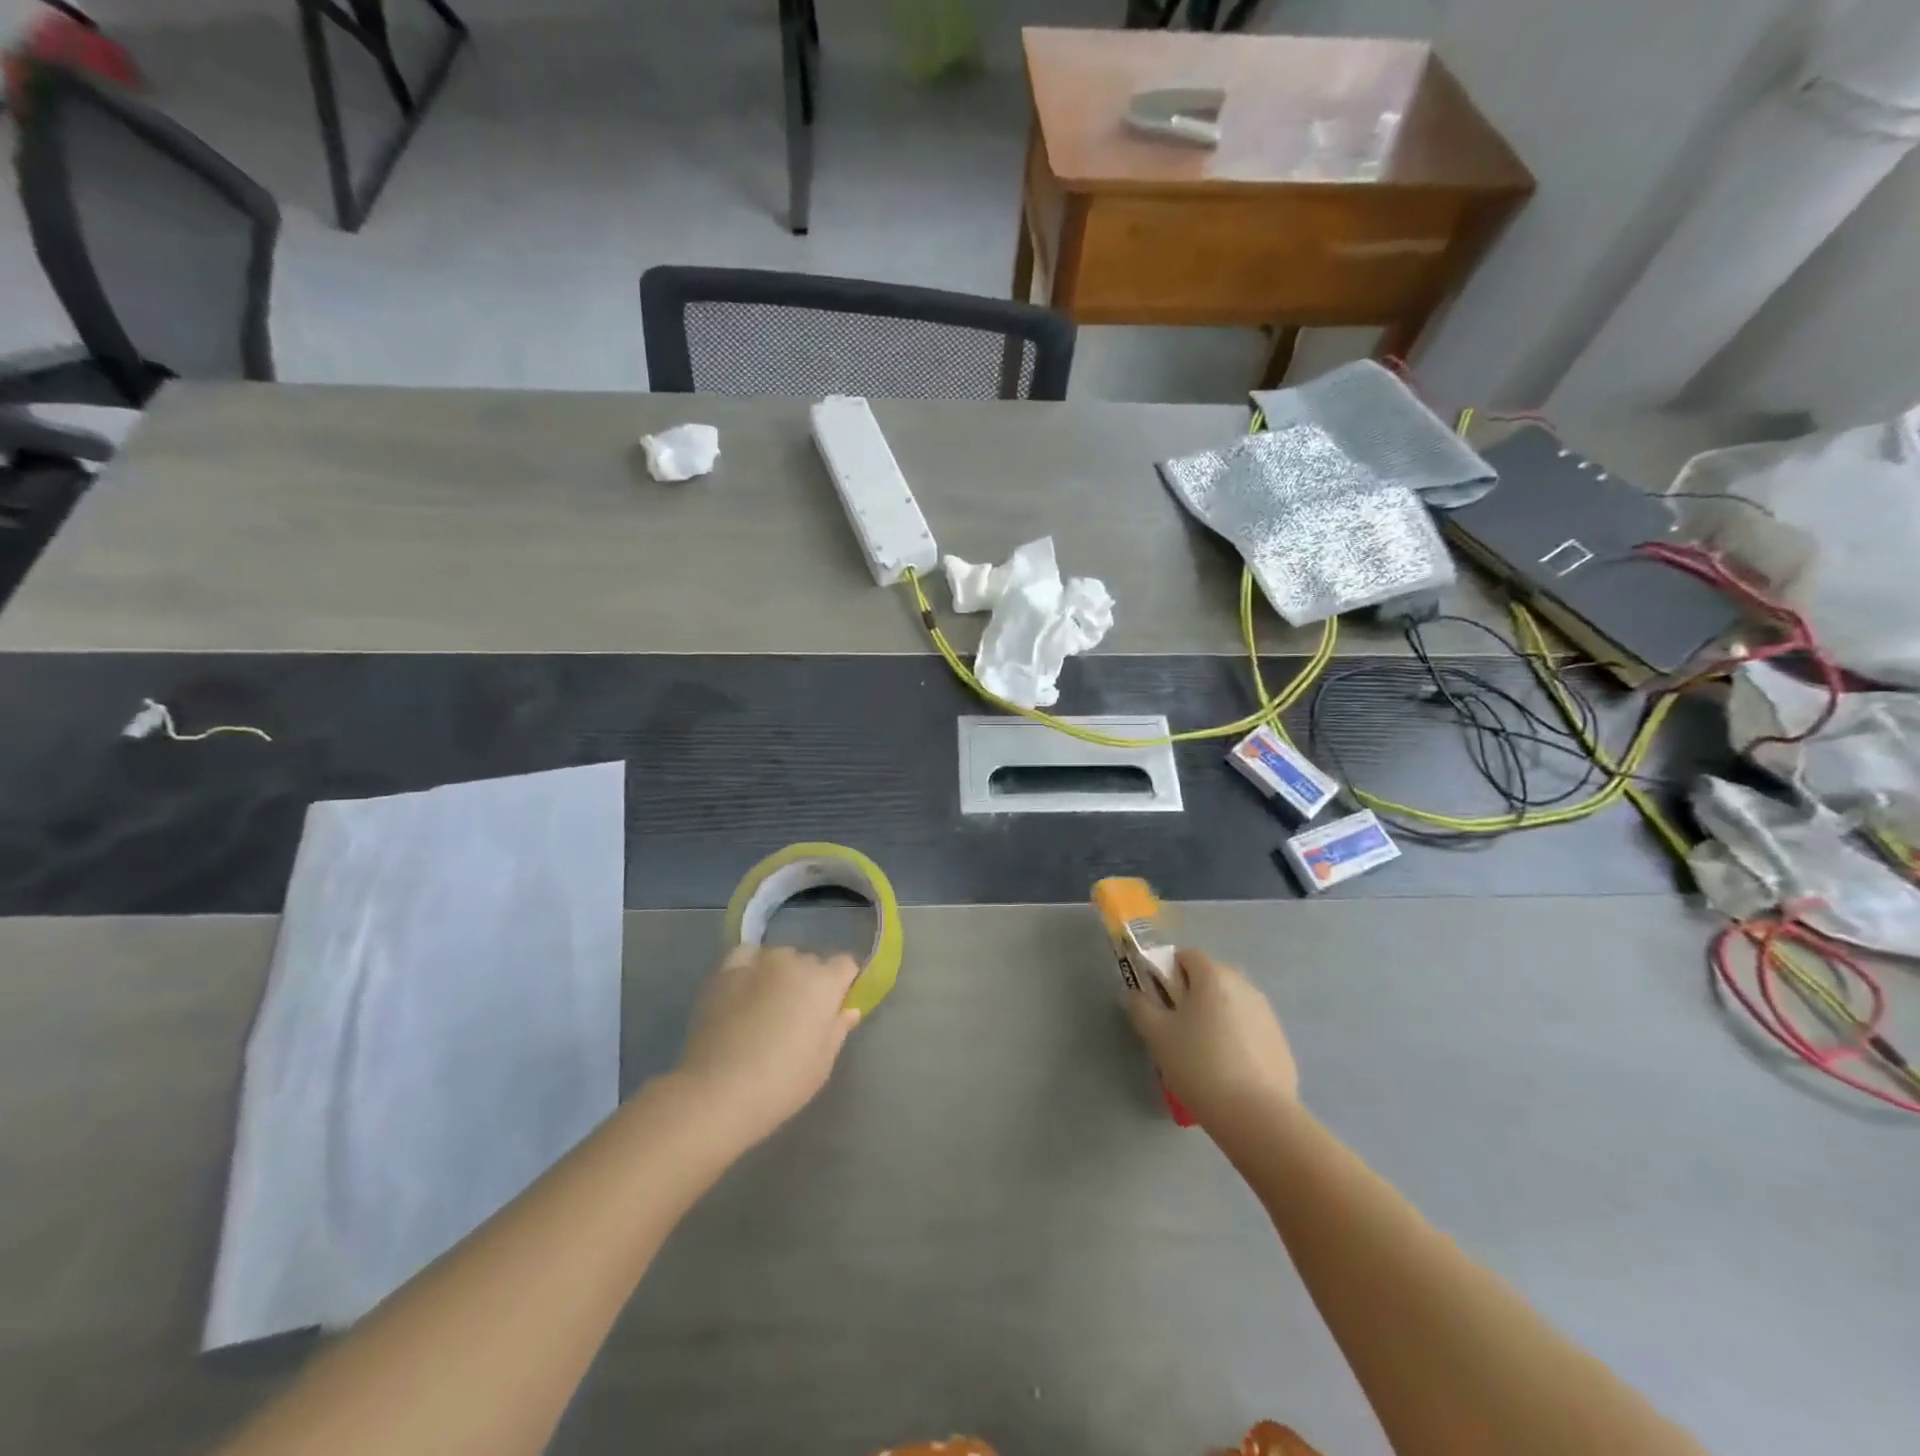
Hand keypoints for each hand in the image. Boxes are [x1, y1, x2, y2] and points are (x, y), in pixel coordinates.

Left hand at [675, 946, 863, 1147]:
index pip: (845, 965)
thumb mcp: (822, 1064)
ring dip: (780, 973)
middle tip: (797, 1014)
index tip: (833, 1007)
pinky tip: (744, 987)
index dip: (842, 984)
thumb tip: (848, 1010)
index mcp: (824, 983)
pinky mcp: (726, 971)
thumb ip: (838, 1029)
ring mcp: (758, 963)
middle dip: (809, 982)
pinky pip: (746, 956)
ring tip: (766, 1002)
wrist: (718, 1091)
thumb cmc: (781, 1083)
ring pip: (779, 957)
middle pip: (810, 962)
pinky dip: (750, 966)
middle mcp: (794, 963)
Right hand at [1125, 948, 1298, 1130]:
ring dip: (1215, 1015)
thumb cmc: (1199, 1064)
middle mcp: (1244, 985)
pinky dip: (1236, 1037)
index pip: (1186, 955)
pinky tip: (1228, 1068)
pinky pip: (1249, 1026)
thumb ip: (1140, 1007)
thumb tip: (1134, 994)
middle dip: (1192, 994)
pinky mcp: (1280, 1040)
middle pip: (1210, 977)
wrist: (1256, 1114)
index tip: (1161, 1001)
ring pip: (1231, 1002)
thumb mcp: (1156, 1035)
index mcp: (1213, 975)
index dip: (1168, 972)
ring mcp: (1266, 1012)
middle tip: (1177, 1027)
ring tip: (1203, 1052)